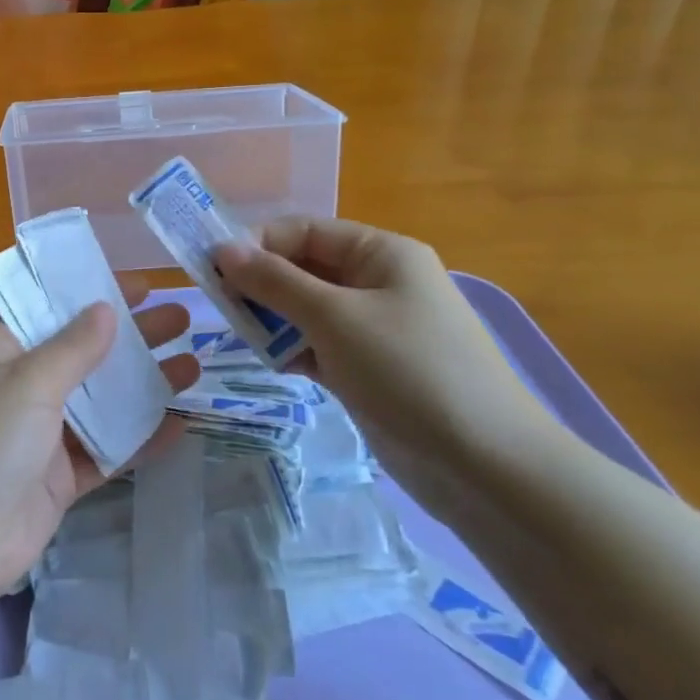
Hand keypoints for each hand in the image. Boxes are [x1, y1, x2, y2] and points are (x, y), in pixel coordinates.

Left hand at [0, 277, 198, 606]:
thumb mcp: (24, 383)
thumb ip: (71, 348)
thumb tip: (105, 310)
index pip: (54, 313)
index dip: (97, 297)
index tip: (145, 285)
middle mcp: (19, 388)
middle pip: (85, 355)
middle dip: (132, 338)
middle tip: (182, 320)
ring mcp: (39, 436)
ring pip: (100, 403)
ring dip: (143, 386)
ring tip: (193, 367)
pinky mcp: (56, 480)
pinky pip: (104, 451)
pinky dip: (139, 438)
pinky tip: (180, 424)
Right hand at [215, 219, 562, 514]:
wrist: (487, 468)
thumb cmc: (409, 370)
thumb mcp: (334, 317)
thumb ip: (274, 282)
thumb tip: (222, 249)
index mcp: (381, 253)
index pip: (305, 231)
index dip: (257, 244)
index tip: (212, 268)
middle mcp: (379, 282)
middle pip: (304, 269)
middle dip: (262, 284)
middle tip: (222, 307)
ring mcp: (376, 329)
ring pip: (308, 309)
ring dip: (274, 319)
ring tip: (246, 338)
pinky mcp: (371, 369)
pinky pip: (320, 345)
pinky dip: (294, 350)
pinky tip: (274, 364)